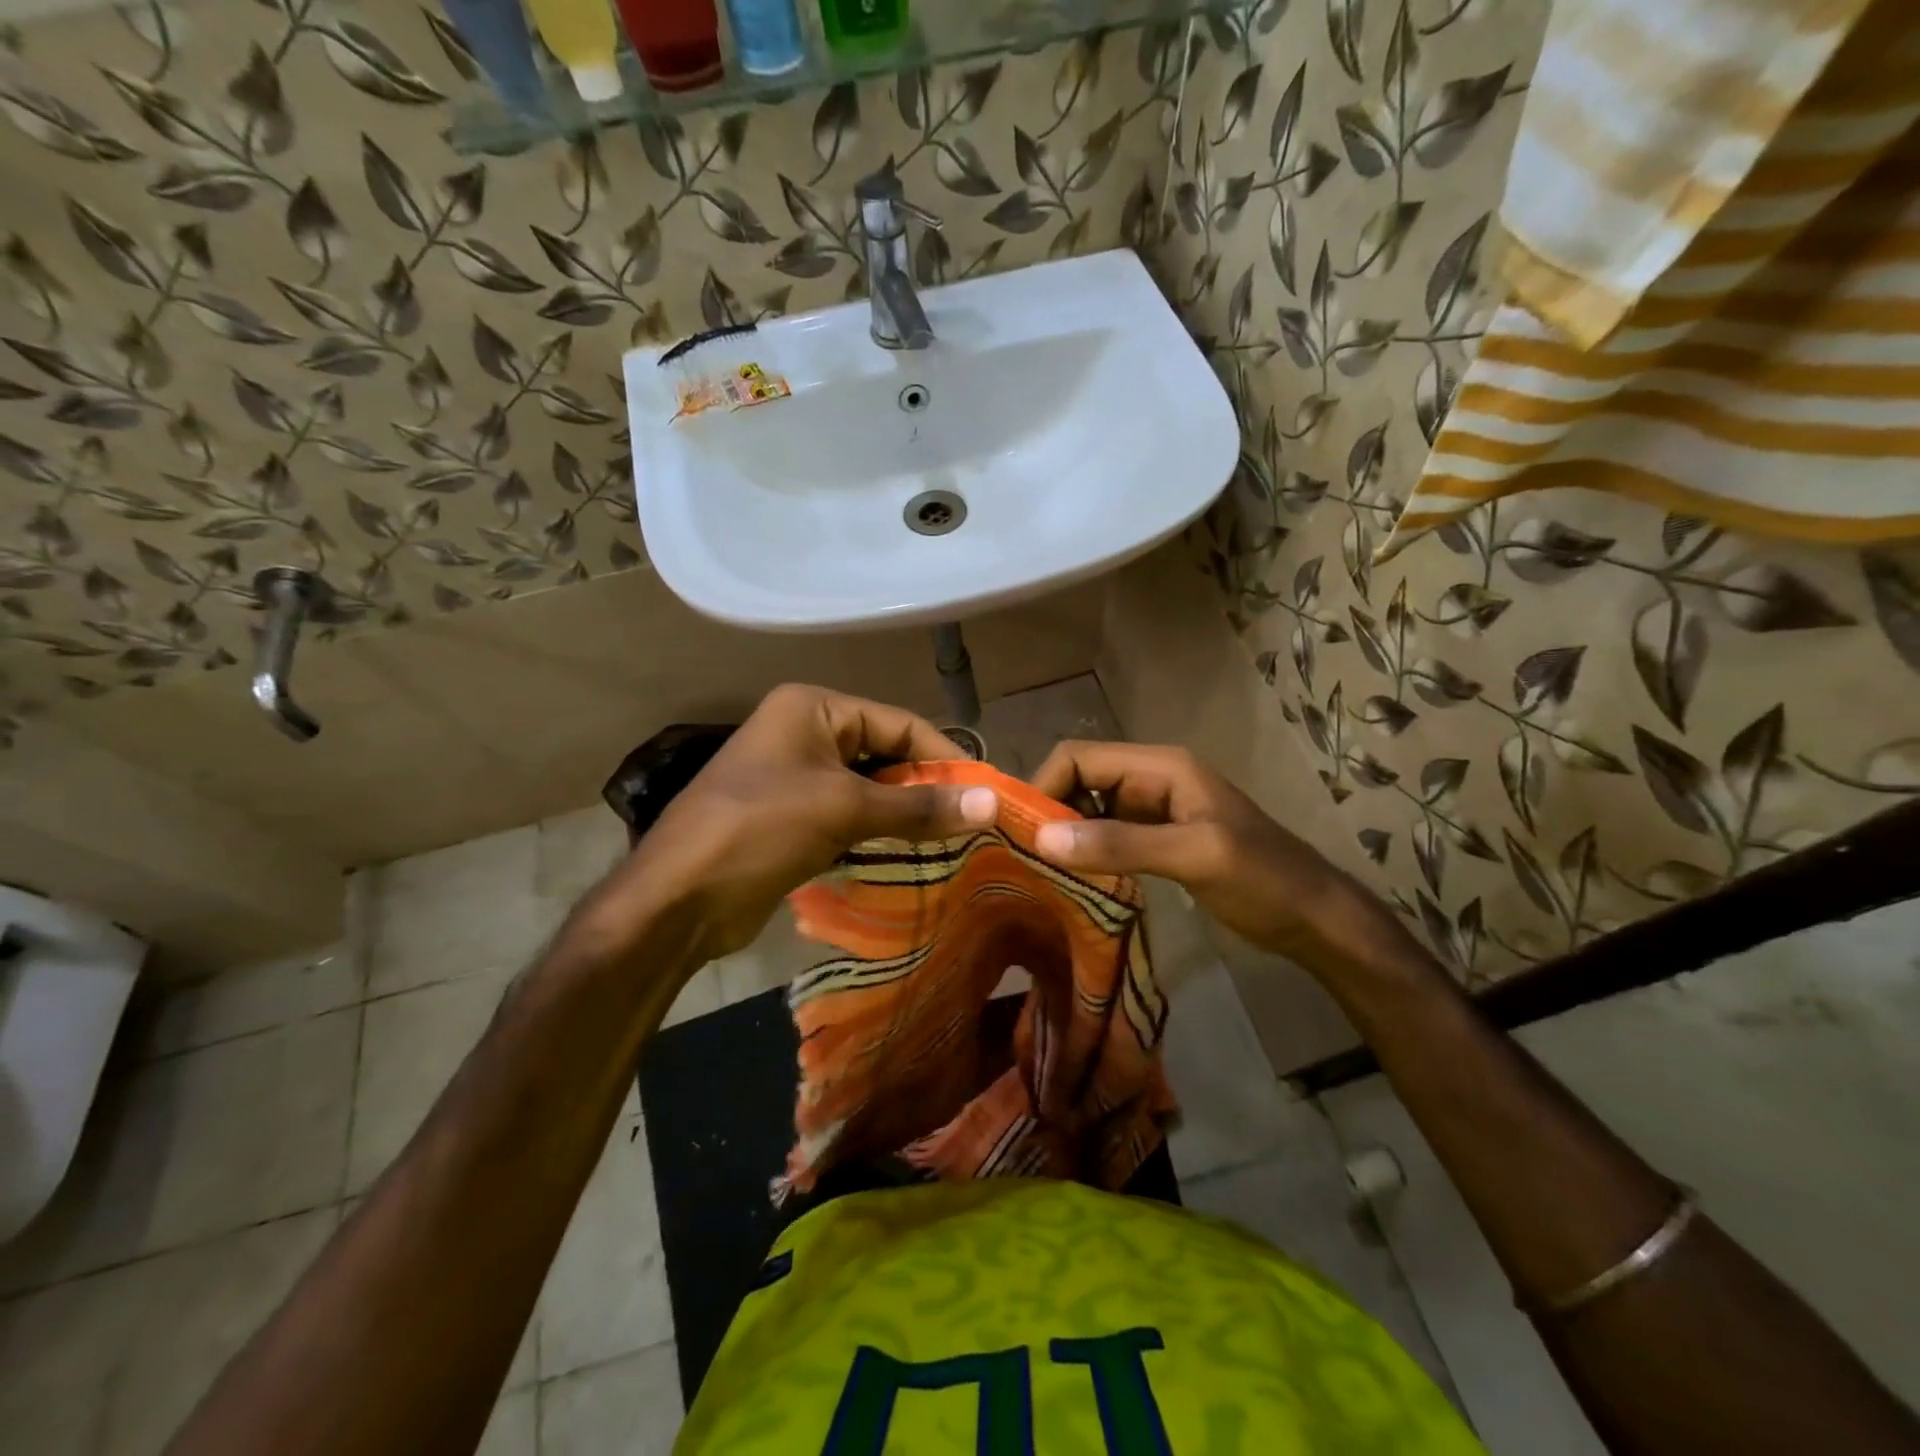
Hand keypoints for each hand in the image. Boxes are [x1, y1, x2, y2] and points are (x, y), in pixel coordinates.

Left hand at [619, 684, 996, 958]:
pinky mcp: (793, 817)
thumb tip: (991, 802)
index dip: (944, 755)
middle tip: (974, 821)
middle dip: (926, 787)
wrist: (678, 900)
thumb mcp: (844, 809)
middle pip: (885, 753)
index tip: (986, 791)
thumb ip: (919, 806)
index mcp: (813, 708)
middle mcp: (805, 732)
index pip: (898, 722)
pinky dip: (880, 832)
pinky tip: (913, 855)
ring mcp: (796, 776)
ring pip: (869, 788)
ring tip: (954, 840)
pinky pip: (850, 815)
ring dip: (906, 814)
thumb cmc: (760, 830)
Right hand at [1029, 741, 1398, 977]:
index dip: (1044, 785)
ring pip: (1089, 810)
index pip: (1080, 757)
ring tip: (1036, 871)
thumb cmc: (1263, 877)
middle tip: (1020, 856)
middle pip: (1080, 780)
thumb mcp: (1195, 855)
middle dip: (1048, 811)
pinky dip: (1084, 851)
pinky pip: (1106, 836)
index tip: (1018, 831)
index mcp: (1160, 766)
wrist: (1313, 918)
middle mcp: (1150, 780)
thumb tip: (1042, 837)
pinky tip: (1069, 880)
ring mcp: (1153, 811)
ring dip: (1063, 834)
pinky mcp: (1156, 840)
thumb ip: (1121, 844)